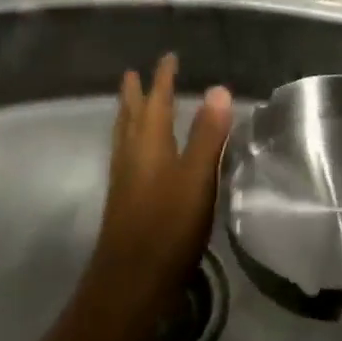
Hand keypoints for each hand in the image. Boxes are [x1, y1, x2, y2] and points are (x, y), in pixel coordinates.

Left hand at [85, 54, 232, 325]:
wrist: (131, 283)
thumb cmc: (167, 225)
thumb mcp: (197, 177)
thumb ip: (208, 134)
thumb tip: (217, 89)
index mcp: (149, 143)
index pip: (157, 100)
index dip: (163, 78)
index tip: (168, 57)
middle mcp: (132, 154)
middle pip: (132, 115)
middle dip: (135, 93)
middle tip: (133, 74)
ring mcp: (124, 179)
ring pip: (124, 136)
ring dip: (128, 115)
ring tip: (130, 104)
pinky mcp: (124, 201)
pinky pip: (125, 154)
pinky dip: (131, 139)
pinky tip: (137, 155)